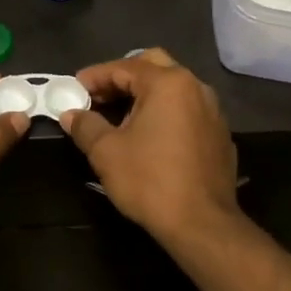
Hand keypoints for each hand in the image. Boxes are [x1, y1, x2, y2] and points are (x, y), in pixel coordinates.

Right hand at [60, 48, 240, 241]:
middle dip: (123, 77)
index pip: (124, 67)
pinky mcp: (220, 135)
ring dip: (145, 95)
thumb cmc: (150, 180)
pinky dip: (165, 114)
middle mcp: (196, 88)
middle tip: (99, 96)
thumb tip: (71, 114)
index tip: (72, 89)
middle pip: (153, 66)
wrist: (201, 224)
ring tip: (120, 117)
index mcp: (168, 83)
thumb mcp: (106, 152)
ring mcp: (213, 111)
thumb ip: (86, 125)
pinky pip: (187, 112)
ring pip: (173, 89)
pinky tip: (149, 138)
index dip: (94, 76)